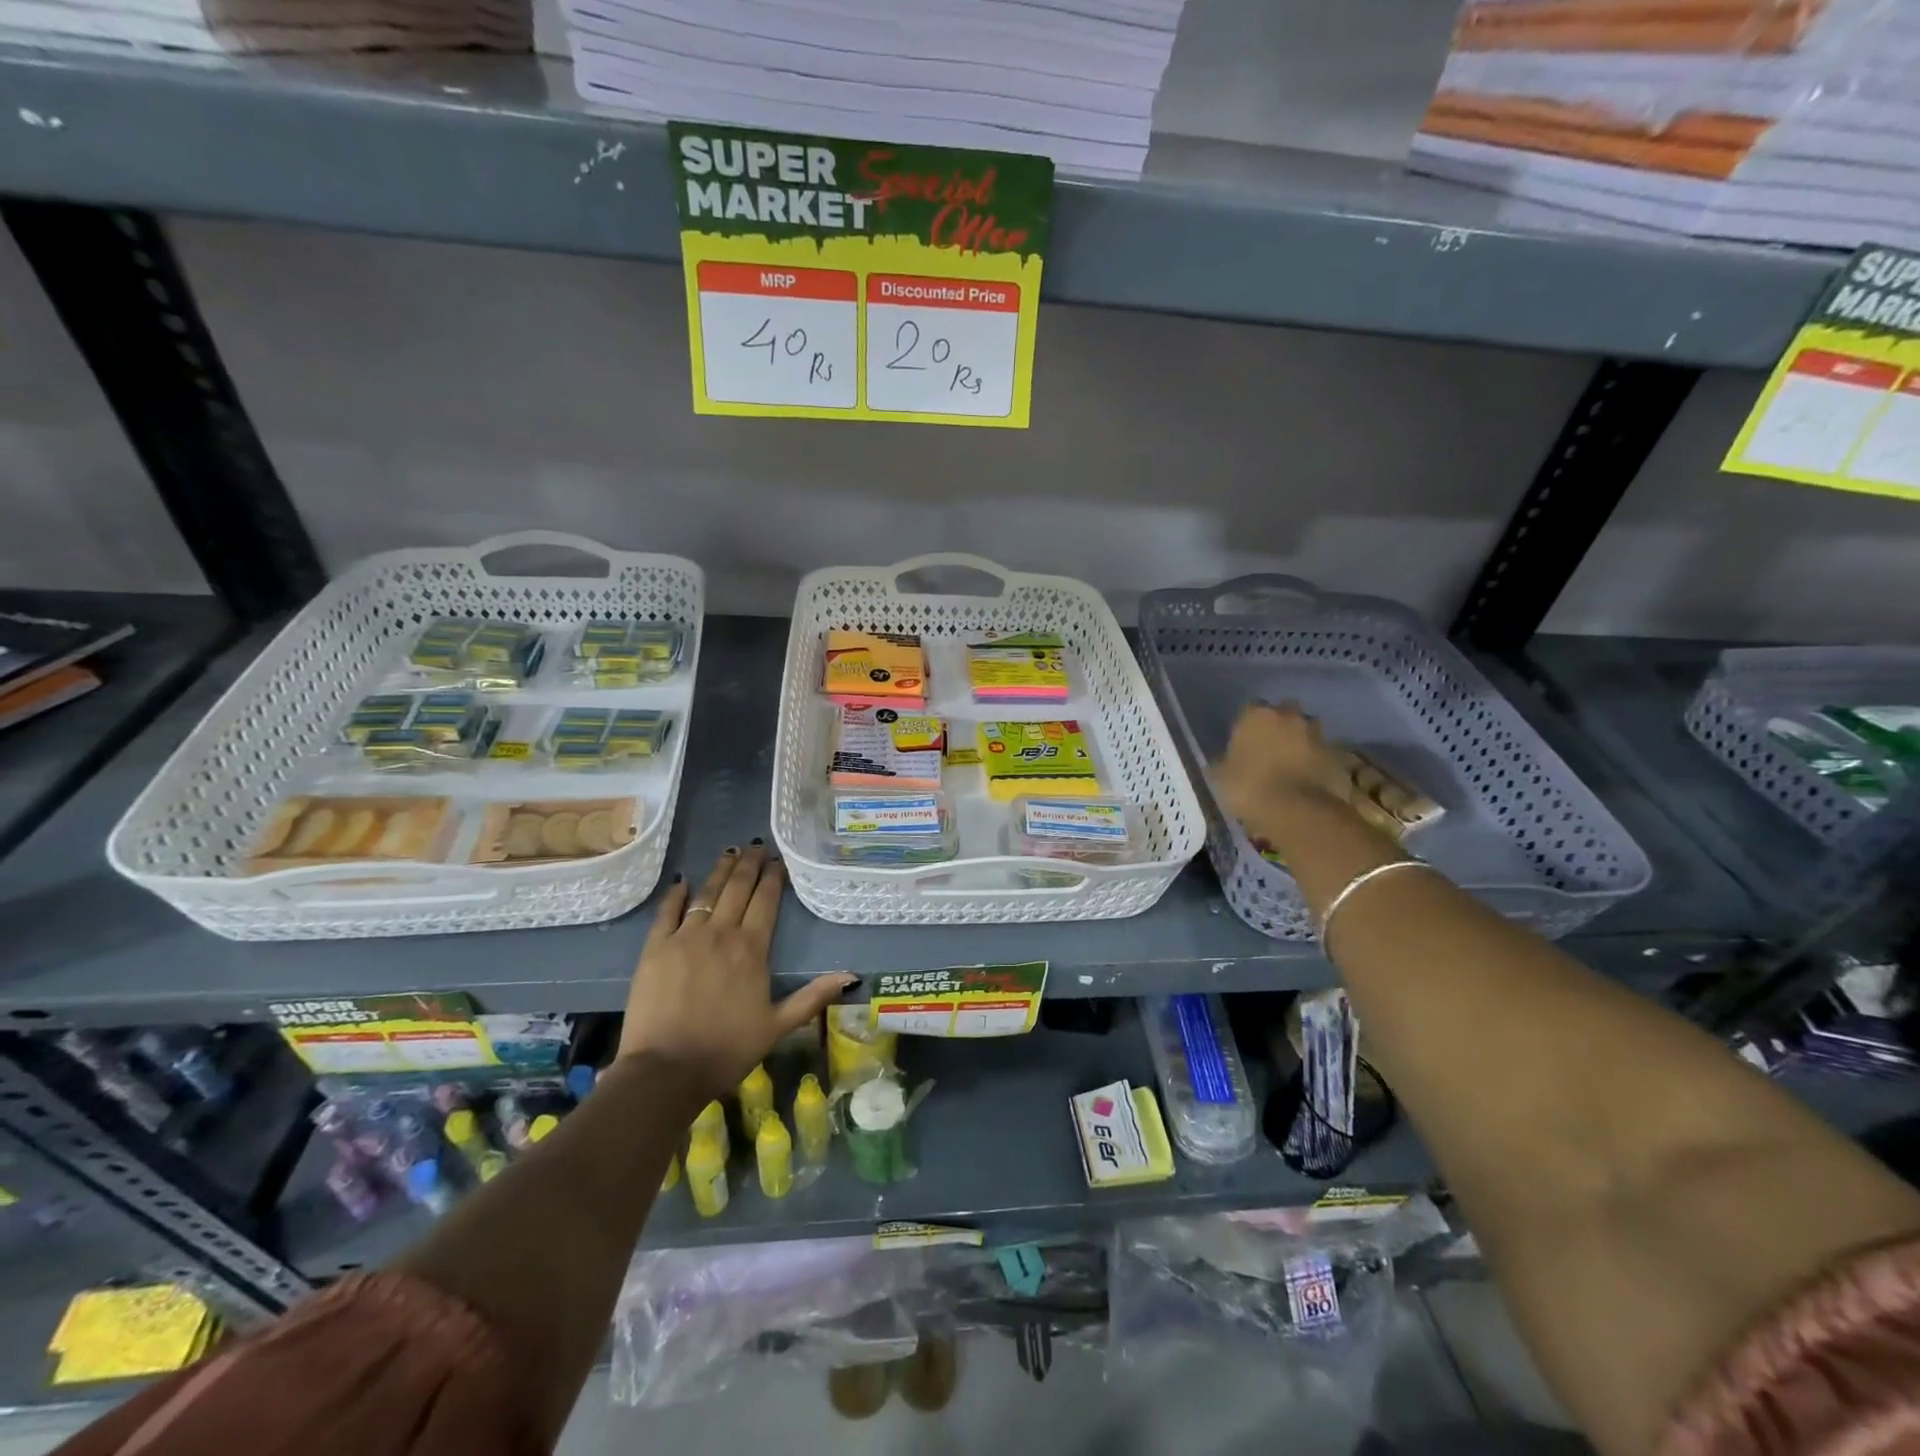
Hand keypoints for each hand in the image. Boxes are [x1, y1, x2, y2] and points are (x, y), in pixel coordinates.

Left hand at [617, 844, 854, 1099]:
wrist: (666, 1071)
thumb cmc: (727, 1050)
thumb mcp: (778, 1026)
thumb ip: (813, 997)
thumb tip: (851, 975)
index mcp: (752, 949)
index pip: (766, 901)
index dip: (774, 877)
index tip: (779, 860)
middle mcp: (720, 933)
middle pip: (738, 889)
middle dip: (749, 864)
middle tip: (757, 846)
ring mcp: (684, 938)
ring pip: (706, 893)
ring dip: (720, 871)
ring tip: (730, 852)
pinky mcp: (654, 949)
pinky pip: (667, 912)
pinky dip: (676, 895)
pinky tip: (683, 881)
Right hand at [1211, 702, 1354, 831]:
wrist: (1299, 812)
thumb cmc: (1250, 788)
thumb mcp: (1220, 777)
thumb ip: (1222, 762)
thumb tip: (1223, 761)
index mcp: (1256, 715)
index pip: (1248, 710)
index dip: (1246, 727)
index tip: (1242, 744)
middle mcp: (1289, 716)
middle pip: (1283, 714)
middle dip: (1278, 728)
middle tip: (1269, 750)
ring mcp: (1317, 734)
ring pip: (1306, 732)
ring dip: (1299, 743)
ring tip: (1290, 767)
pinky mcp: (1338, 756)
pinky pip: (1321, 755)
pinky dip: (1315, 763)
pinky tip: (1306, 782)